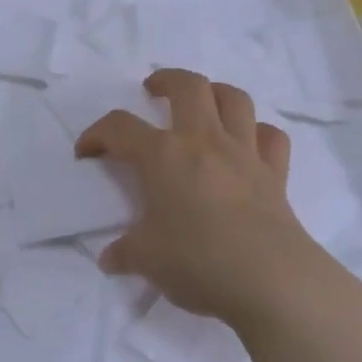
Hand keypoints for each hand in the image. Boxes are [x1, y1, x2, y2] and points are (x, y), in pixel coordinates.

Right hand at [76, 68, 327, 328]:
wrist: (270, 281)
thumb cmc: (197, 262)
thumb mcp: (146, 260)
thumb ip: (125, 252)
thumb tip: (111, 258)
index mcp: (163, 156)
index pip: (119, 128)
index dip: (96, 134)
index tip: (86, 152)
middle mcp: (204, 141)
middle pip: (188, 86)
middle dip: (166, 80)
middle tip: (152, 91)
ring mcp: (244, 154)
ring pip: (234, 99)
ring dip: (215, 93)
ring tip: (202, 104)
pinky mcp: (275, 174)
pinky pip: (270, 137)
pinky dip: (258, 133)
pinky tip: (247, 144)